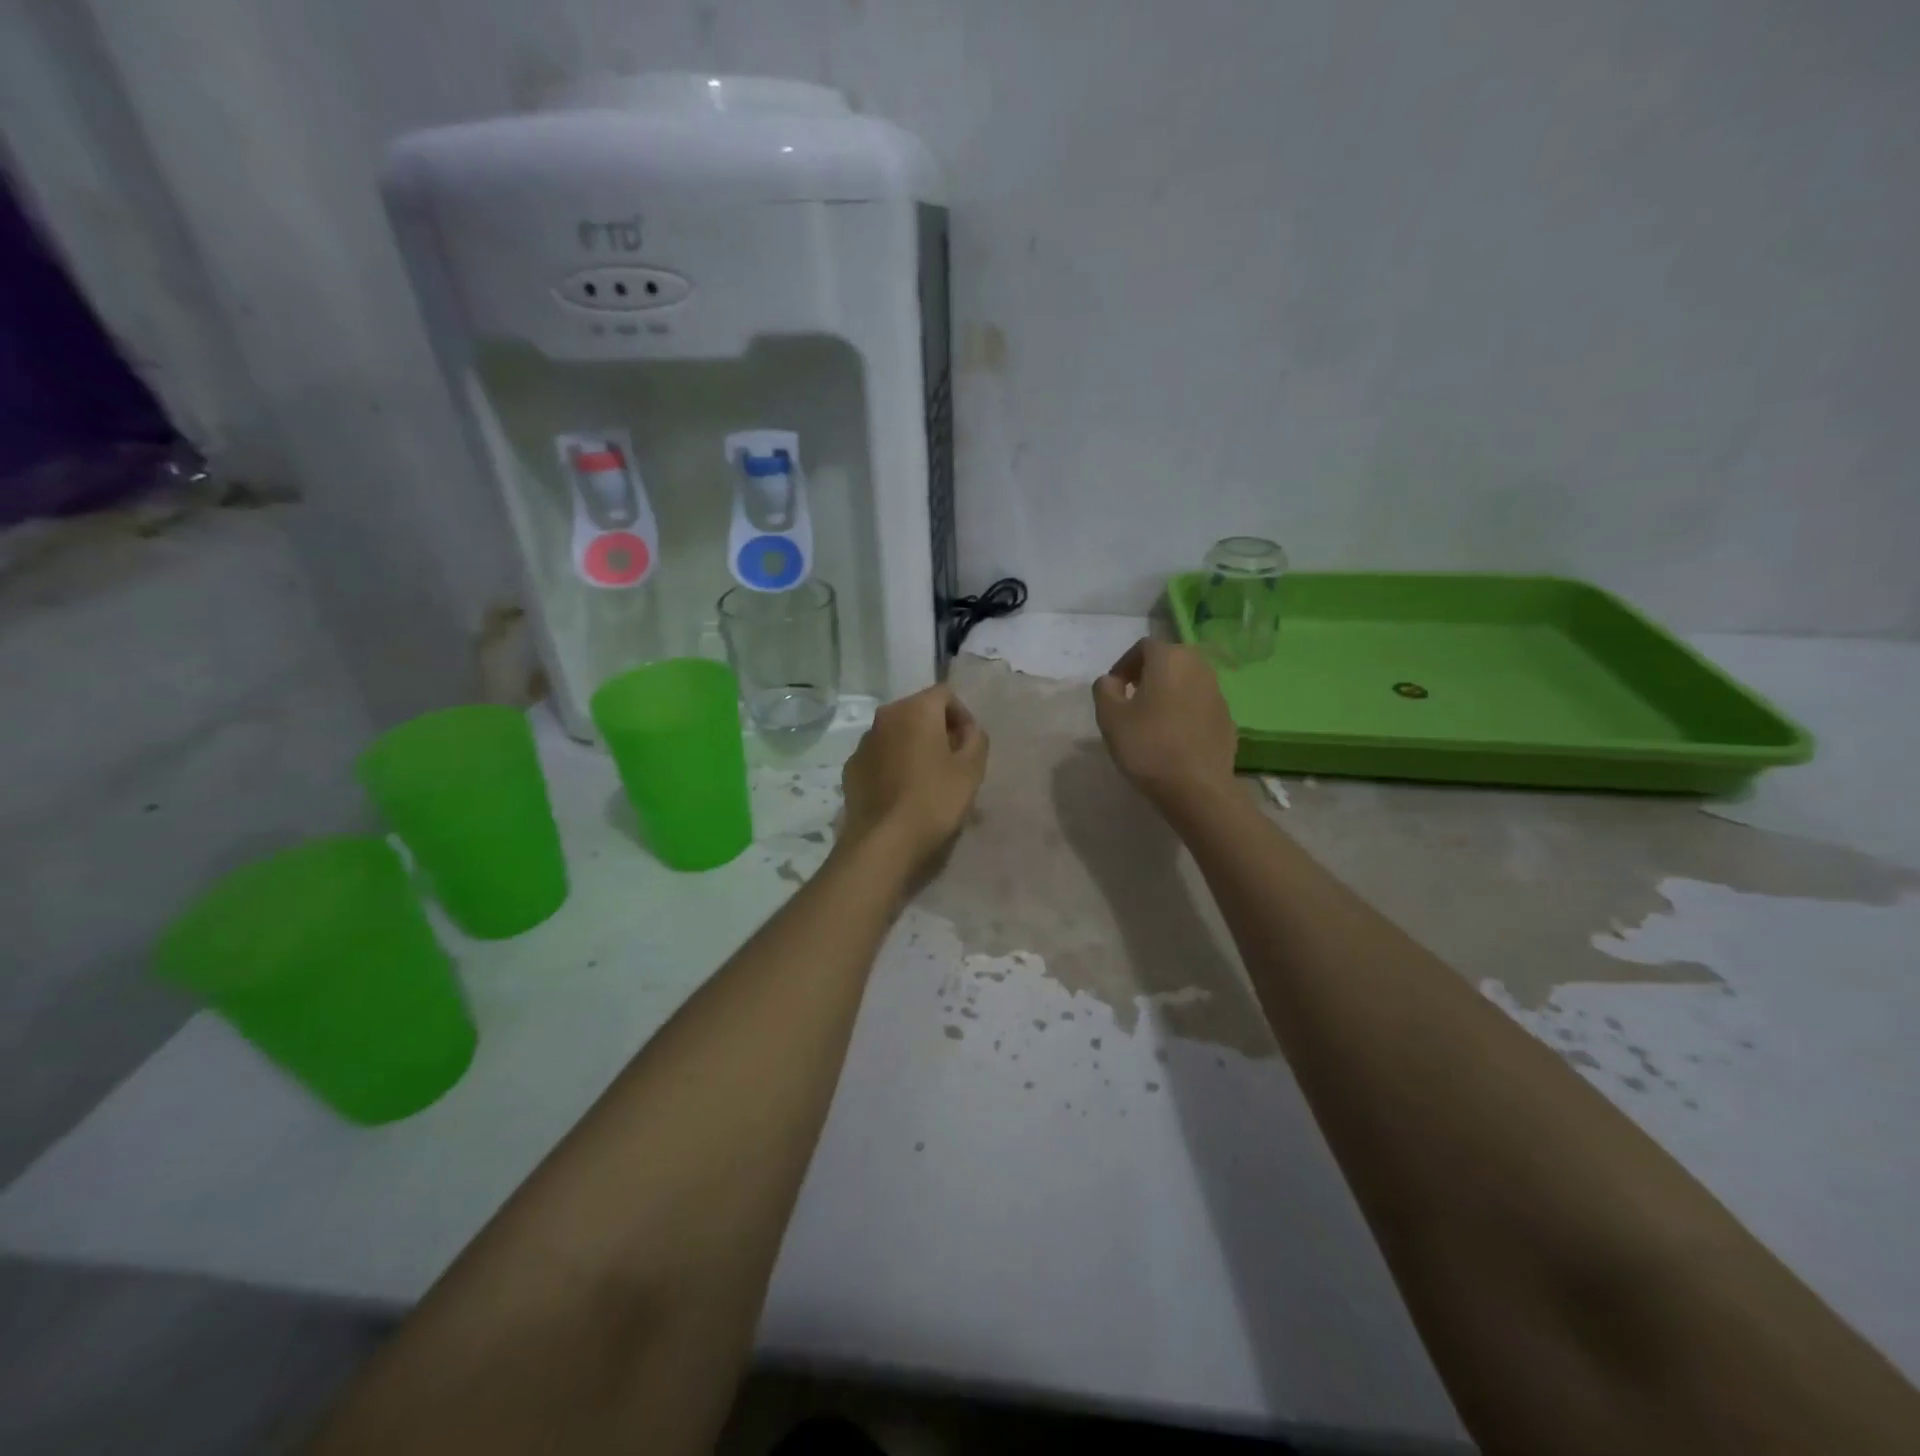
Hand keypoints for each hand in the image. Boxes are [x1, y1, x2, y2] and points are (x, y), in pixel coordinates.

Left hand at [839, 684, 988, 875]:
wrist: (883, 841)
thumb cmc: (934, 800)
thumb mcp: (971, 770)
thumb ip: (976, 739)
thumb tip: (968, 731)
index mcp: (915, 709)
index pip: (945, 694)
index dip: (963, 716)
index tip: (970, 745)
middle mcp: (885, 716)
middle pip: (919, 712)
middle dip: (938, 730)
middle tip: (952, 762)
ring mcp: (863, 742)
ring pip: (897, 734)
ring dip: (914, 747)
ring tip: (927, 779)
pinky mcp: (851, 768)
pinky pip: (880, 756)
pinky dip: (893, 765)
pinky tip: (902, 792)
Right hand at [1093, 639, 1238, 809]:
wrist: (1197, 787)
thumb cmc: (1148, 746)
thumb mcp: (1110, 717)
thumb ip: (1104, 689)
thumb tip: (1112, 681)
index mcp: (1170, 659)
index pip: (1144, 647)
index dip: (1124, 664)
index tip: (1113, 689)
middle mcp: (1199, 667)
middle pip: (1169, 660)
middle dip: (1148, 674)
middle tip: (1131, 699)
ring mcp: (1218, 692)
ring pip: (1186, 681)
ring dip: (1167, 691)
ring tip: (1151, 718)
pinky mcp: (1227, 718)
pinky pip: (1199, 704)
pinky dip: (1184, 710)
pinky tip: (1173, 736)